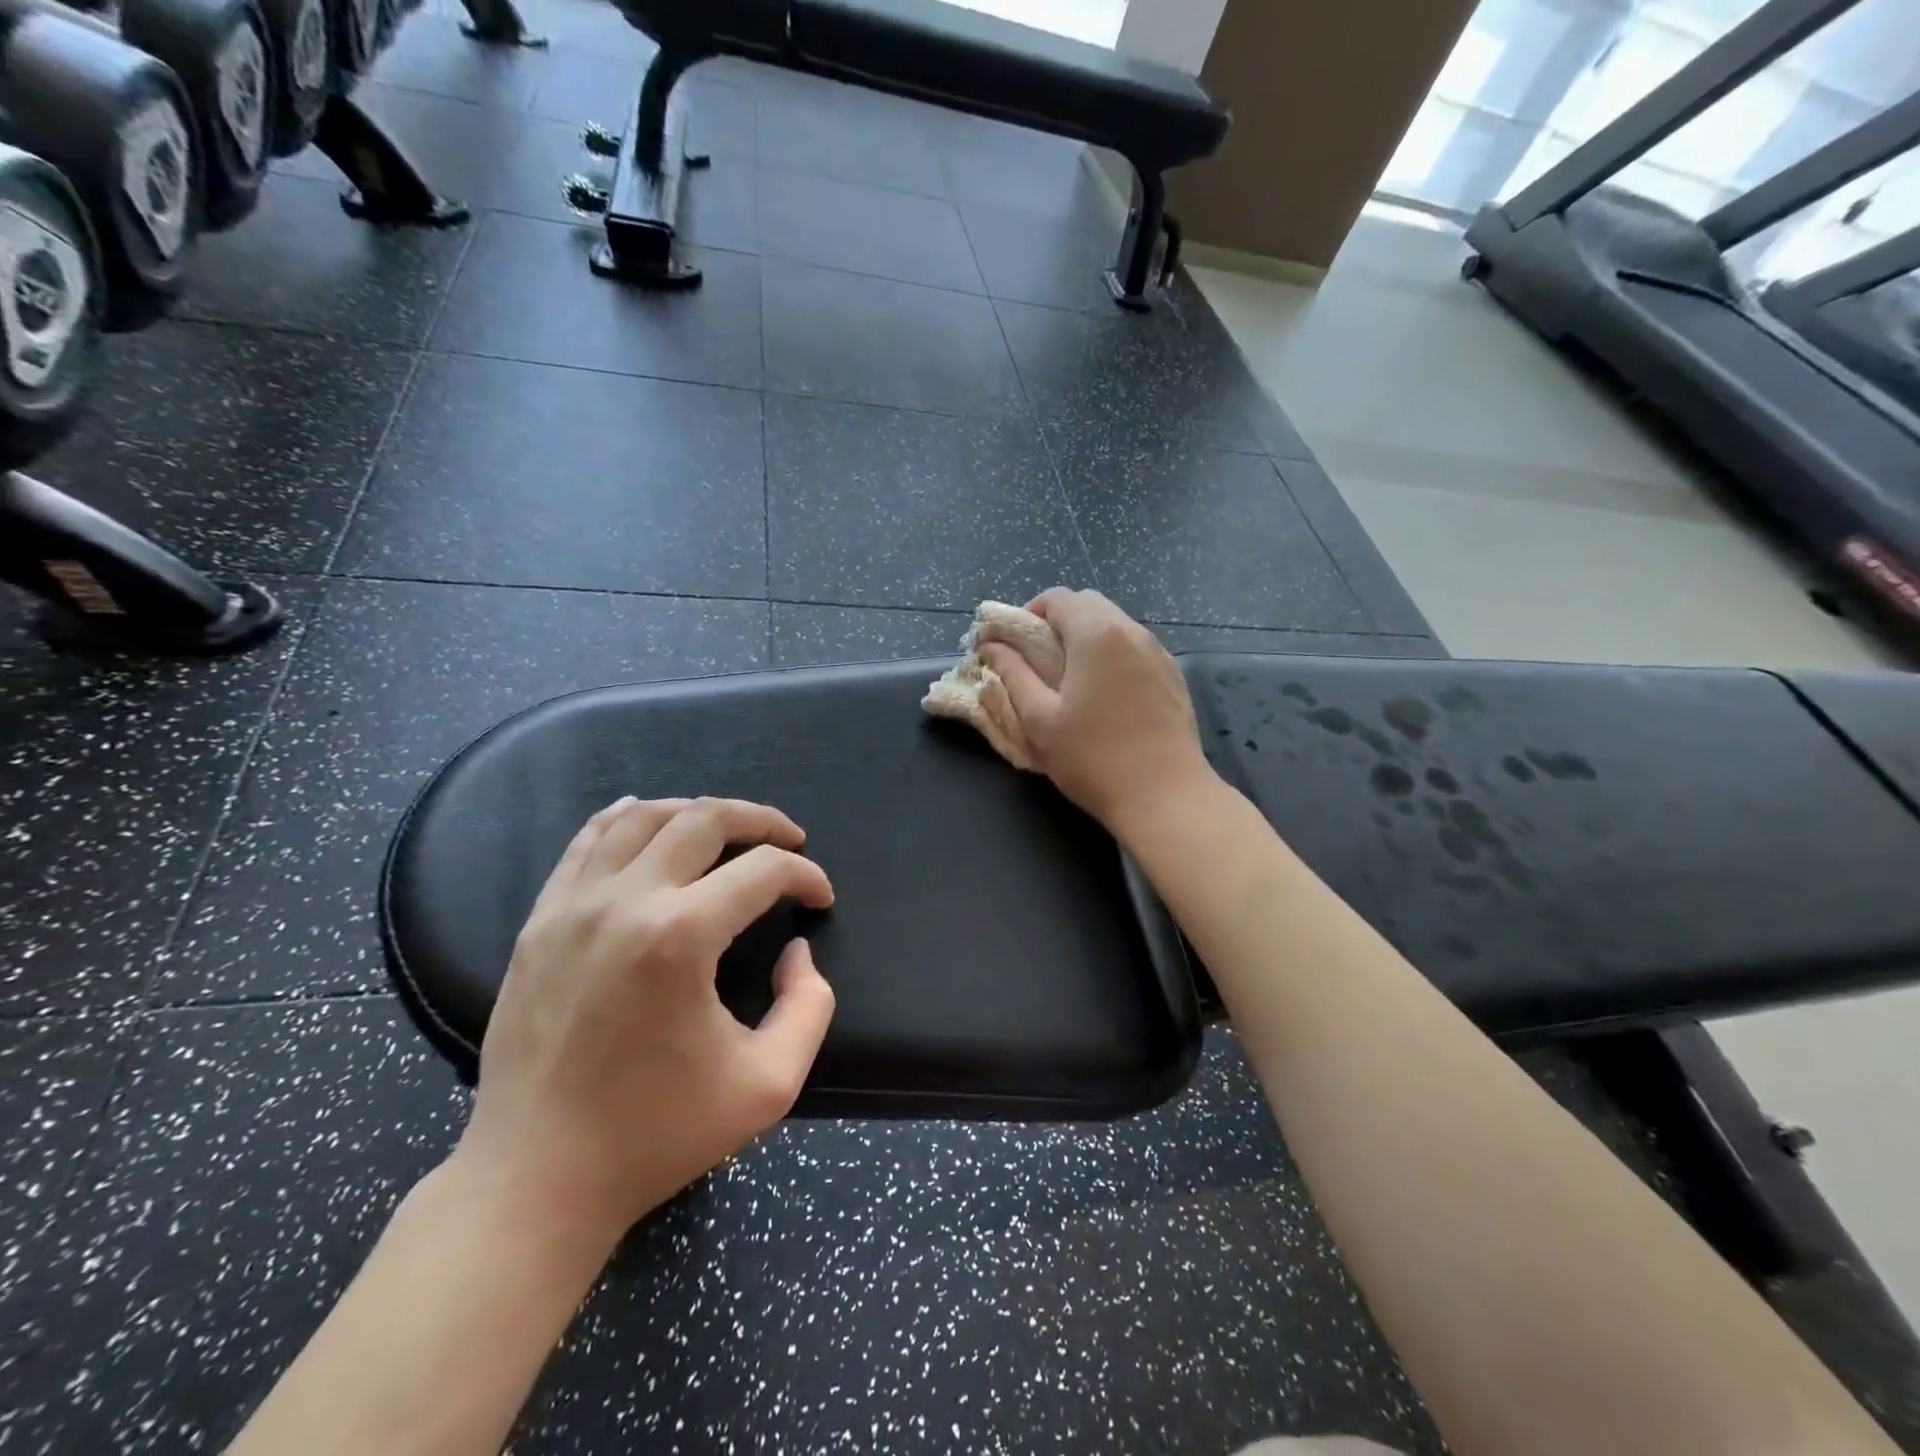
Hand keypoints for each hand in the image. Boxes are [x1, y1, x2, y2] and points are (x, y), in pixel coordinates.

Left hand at [453, 797, 836, 1246]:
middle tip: (790, 840)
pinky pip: (586, 842)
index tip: (821, 899)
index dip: (805, 876)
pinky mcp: (539, 922)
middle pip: (705, 819)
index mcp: (680, 938)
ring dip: (698, 812)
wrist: (536, 1180)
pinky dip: (626, 818)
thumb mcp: (769, 1084)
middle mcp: (624, 902)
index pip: (763, 872)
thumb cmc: (658, 1135)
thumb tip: (797, 949)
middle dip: (761, 821)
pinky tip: (647, 818)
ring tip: (730, 830)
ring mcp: (572, 907)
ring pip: (643, 817)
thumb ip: (810, 1005)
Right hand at [977, 588, 1213, 833]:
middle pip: (1088, 604)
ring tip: (1068, 679)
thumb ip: (1013, 675)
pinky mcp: (1173, 676)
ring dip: (1085, 638)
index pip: (1057, 598)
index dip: (1027, 614)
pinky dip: (1111, 655)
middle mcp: (1132, 632)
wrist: (1166, 797)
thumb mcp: (1040, 720)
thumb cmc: (1093, 759)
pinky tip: (1103, 695)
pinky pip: (1134, 648)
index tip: (1012, 646)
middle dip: (1056, 623)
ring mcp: (1158, 653)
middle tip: (1036, 661)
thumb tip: (992, 647)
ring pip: (1114, 625)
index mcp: (1097, 634)